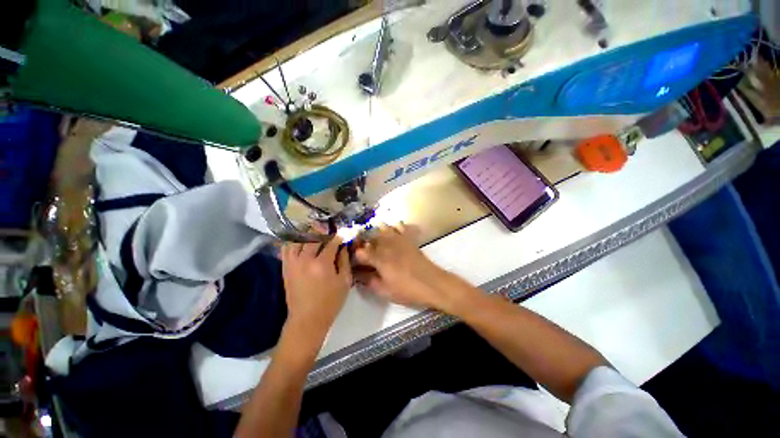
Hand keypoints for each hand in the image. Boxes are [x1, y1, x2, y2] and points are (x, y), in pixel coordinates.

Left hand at [281, 237, 351, 350]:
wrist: (307, 319)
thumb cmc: (331, 301)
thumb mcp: (344, 281)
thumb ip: (344, 261)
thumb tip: (343, 247)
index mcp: (322, 263)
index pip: (331, 242)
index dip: (338, 236)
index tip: (342, 234)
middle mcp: (305, 259)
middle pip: (313, 237)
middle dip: (322, 231)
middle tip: (328, 230)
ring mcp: (293, 263)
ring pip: (297, 240)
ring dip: (306, 234)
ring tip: (313, 232)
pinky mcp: (285, 268)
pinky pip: (286, 249)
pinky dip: (292, 242)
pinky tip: (299, 241)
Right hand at [354, 225, 472, 313]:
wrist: (431, 283)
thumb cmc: (407, 289)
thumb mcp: (385, 291)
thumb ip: (369, 281)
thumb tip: (359, 275)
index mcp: (378, 258)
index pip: (360, 252)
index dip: (354, 256)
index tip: (354, 261)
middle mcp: (386, 245)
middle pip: (369, 238)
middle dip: (363, 243)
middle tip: (362, 251)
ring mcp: (398, 239)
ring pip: (382, 228)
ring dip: (375, 232)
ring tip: (374, 240)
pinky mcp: (408, 238)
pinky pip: (399, 226)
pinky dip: (393, 226)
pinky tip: (391, 230)